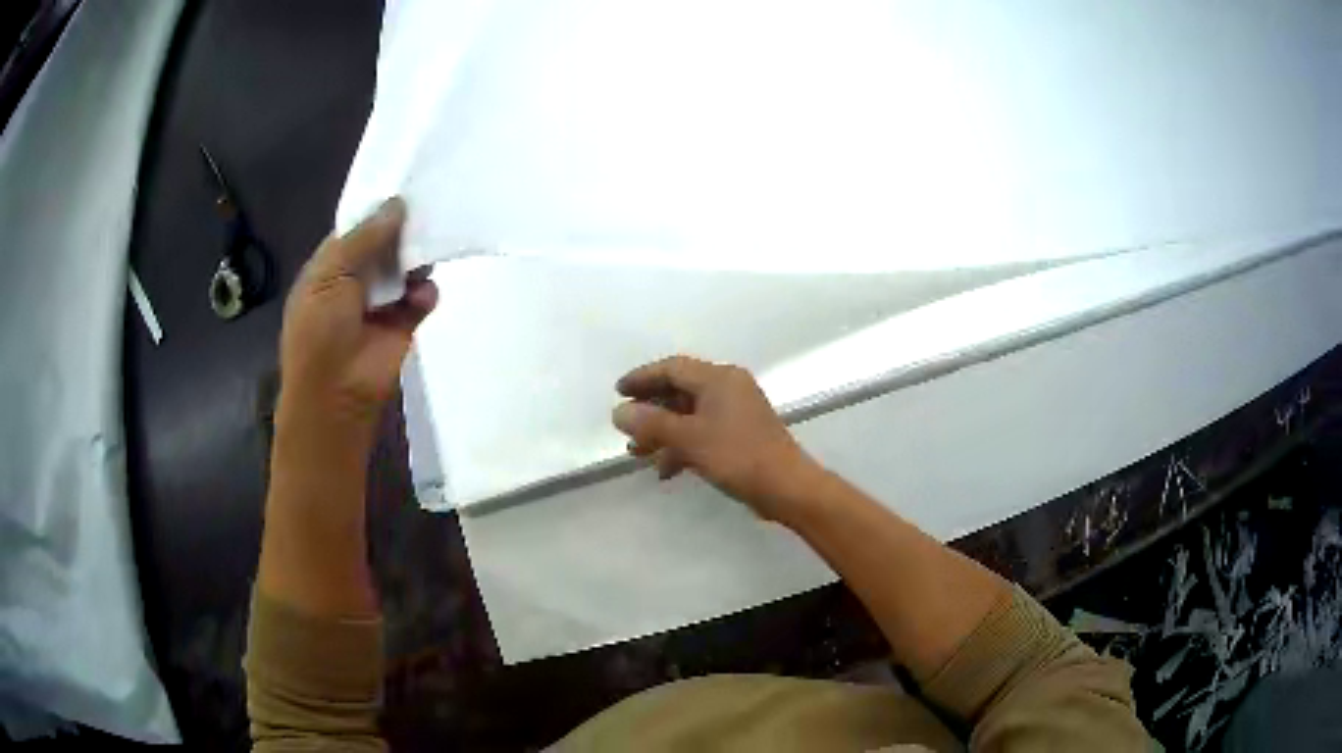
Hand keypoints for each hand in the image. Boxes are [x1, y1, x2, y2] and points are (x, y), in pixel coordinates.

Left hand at [277, 197, 436, 443]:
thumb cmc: (320, 331)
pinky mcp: (405, 324)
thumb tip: (397, 204)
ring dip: (416, 258)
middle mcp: (355, 281)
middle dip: (401, 231)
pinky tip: (423, 294)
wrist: (336, 394)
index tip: (402, 190)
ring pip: (405, 269)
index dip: (375, 212)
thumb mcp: (330, 275)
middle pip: (384, 246)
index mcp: (329, 268)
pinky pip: (422, 298)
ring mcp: (381, 303)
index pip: (355, 231)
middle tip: (426, 208)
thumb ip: (365, 238)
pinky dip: (426, 292)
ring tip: (428, 246)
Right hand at [612, 355, 825, 521]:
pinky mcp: (741, 435)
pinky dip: (682, 446)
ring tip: (637, 453)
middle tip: (624, 425)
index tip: (617, 392)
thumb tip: (619, 412)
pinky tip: (666, 470)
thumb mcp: (689, 439)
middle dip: (650, 409)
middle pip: (680, 390)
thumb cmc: (737, 455)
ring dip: (663, 432)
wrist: (786, 487)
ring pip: (690, 414)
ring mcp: (737, 412)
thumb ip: (651, 424)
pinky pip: (703, 432)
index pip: (672, 368)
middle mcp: (729, 388)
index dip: (642, 378)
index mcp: (719, 378)